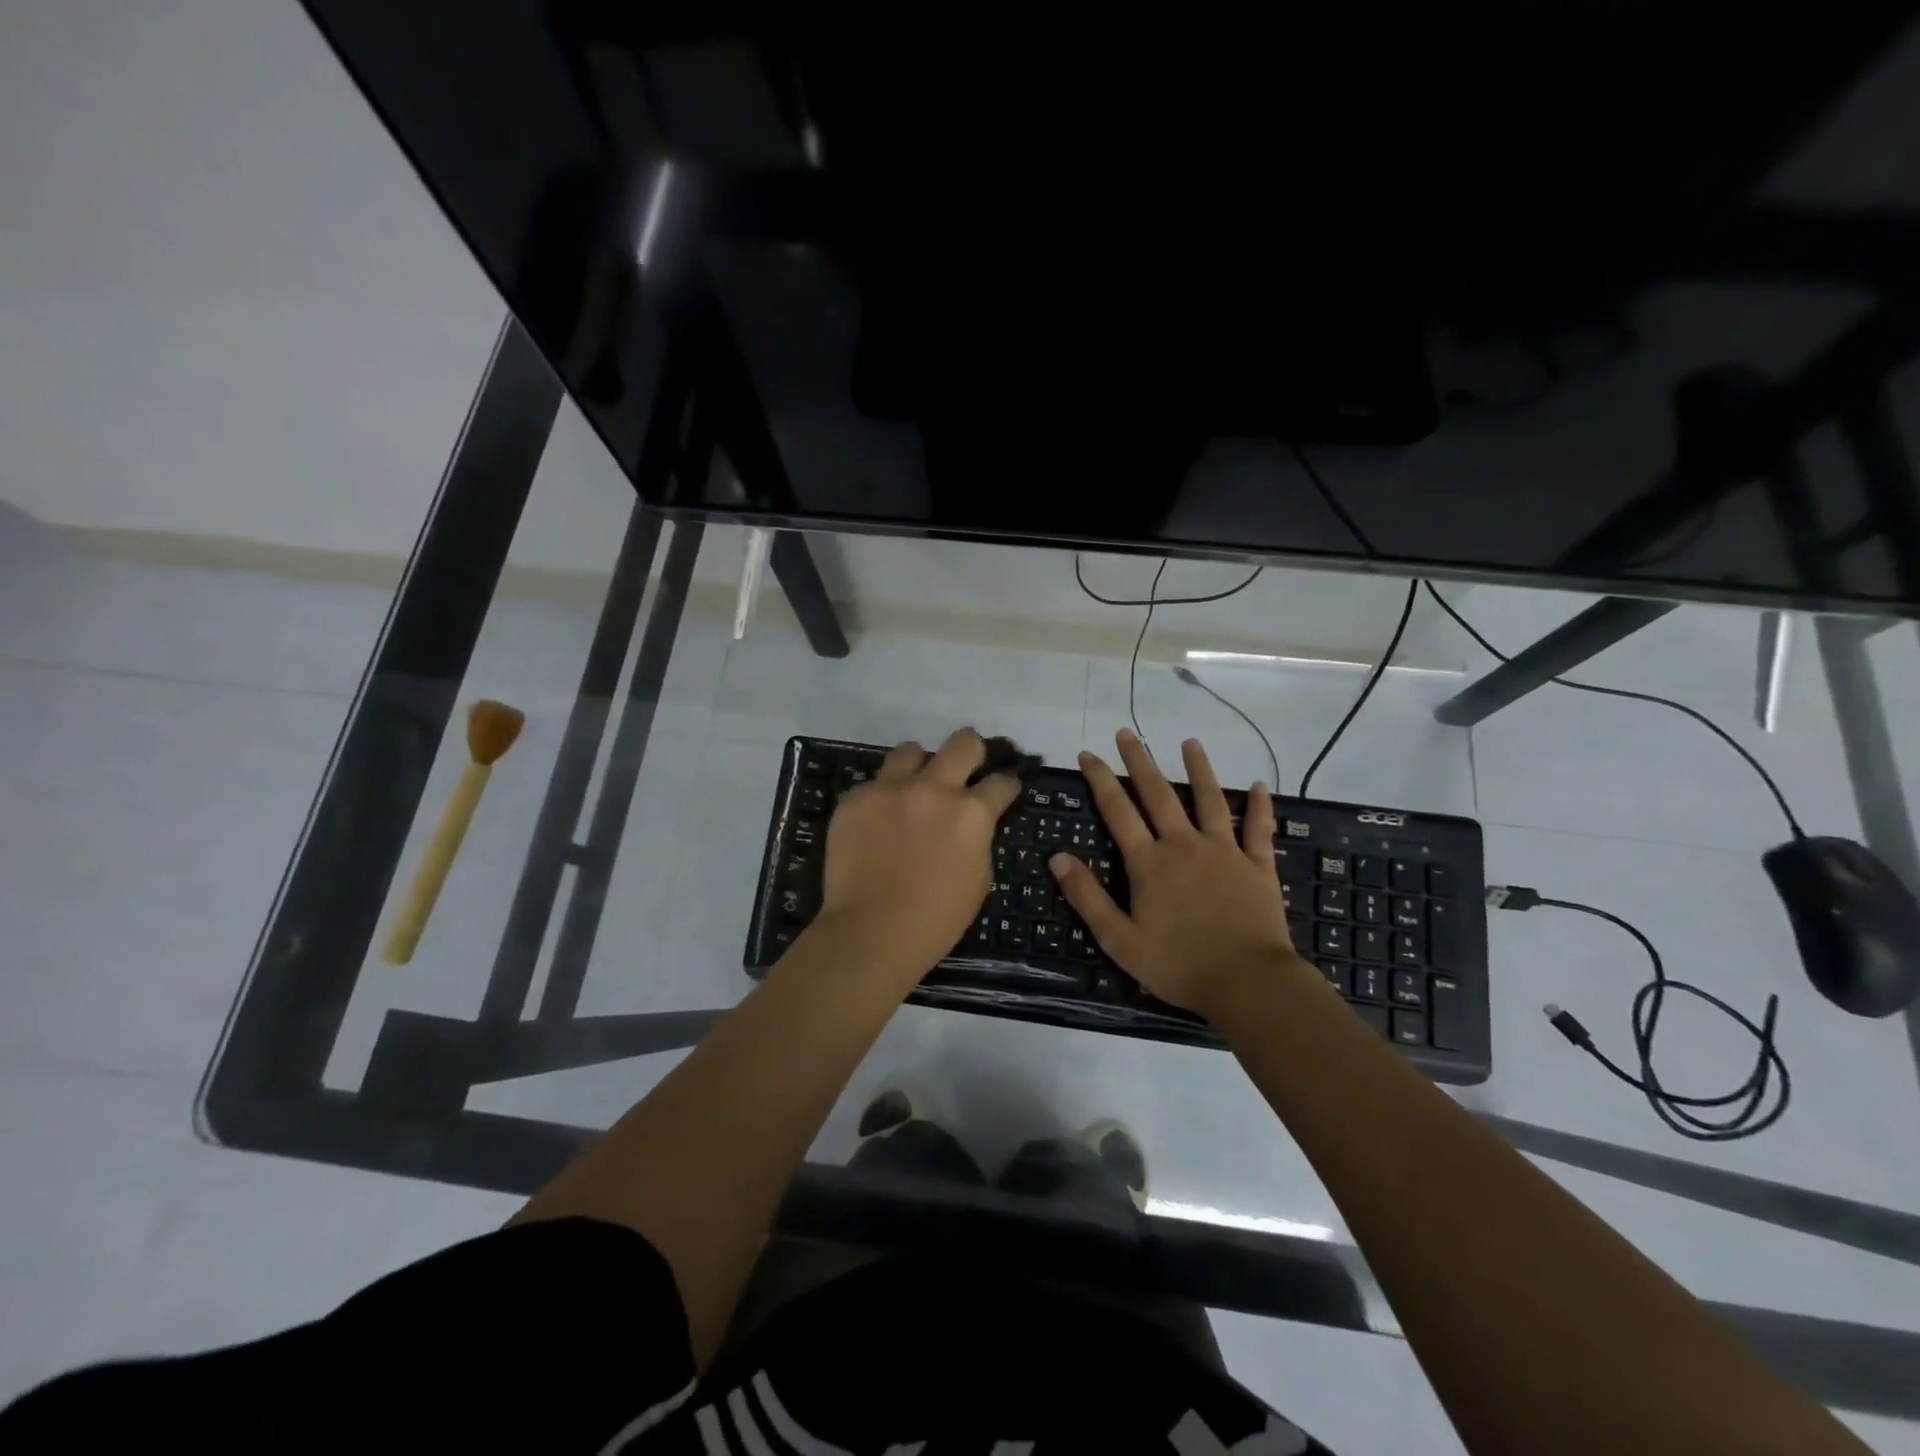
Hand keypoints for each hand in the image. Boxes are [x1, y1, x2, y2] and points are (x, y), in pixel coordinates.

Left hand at [817, 728, 1022, 980]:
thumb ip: (978, 837)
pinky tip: (878, 823)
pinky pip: (874, 784)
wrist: (870, 932)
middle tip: (966, 768)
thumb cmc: (935, 918)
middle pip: (963, 741)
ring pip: (911, 750)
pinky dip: (882, 798)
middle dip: (971, 752)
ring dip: (920, 766)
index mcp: (971, 812)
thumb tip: (970, 822)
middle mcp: (933, 789)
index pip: (1001, 781)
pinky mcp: (855, 799)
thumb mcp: (978, 878)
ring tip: (914, 787)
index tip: (1004, 787)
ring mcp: (889, 789)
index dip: (1007, 784)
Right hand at [1050, 728, 1299, 1011]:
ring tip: (1190, 742)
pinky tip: (1260, 786)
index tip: (1088, 754)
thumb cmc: (1177, 964)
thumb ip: (1087, 896)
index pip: (1117, 811)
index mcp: (1148, 862)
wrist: (1247, 982)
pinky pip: (1258, 829)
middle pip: (1158, 794)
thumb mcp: (1119, 939)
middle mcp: (1183, 845)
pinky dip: (1260, 807)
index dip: (1100, 780)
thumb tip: (1057, 857)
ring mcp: (1224, 851)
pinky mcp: (1257, 866)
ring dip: (1199, 769)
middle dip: (1140, 761)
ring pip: (1209, 800)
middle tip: (1127, 733)